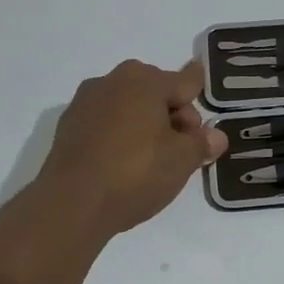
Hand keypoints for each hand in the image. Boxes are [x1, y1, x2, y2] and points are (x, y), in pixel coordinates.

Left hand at [37, 59, 227, 234]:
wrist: (71, 204)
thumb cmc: (135, 173)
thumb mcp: (182, 161)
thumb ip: (202, 143)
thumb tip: (216, 136)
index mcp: (144, 80)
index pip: (185, 82)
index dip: (200, 98)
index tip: (204, 104)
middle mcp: (112, 80)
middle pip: (156, 93)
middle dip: (173, 116)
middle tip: (180, 151)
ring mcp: (85, 102)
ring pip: (129, 108)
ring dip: (144, 126)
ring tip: (151, 162)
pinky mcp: (68, 127)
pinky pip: (105, 124)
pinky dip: (118, 137)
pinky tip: (122, 165)